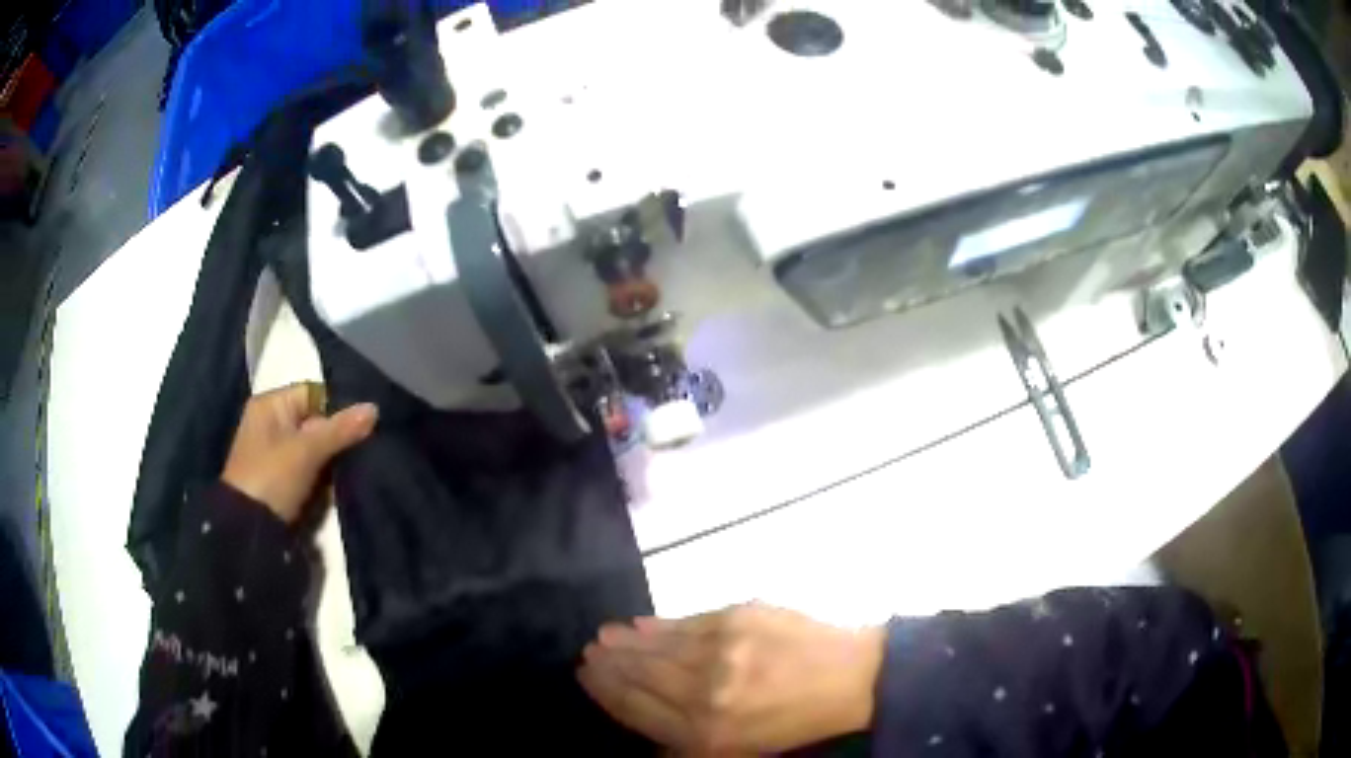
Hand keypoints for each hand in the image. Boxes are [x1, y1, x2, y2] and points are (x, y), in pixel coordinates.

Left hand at [221, 383, 377, 523]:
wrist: (250, 529)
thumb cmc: (272, 478)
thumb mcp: (306, 451)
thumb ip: (340, 429)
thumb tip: (374, 408)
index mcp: (270, 405)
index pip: (313, 394)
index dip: (338, 407)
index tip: (364, 424)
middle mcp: (272, 423)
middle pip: (316, 421)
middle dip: (339, 436)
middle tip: (366, 447)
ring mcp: (277, 453)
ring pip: (316, 447)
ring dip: (334, 458)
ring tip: (360, 465)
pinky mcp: (284, 479)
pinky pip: (311, 468)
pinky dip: (325, 474)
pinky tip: (343, 481)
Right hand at [578, 603, 884, 753]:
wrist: (850, 678)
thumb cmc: (793, 723)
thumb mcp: (739, 754)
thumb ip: (687, 748)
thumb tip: (646, 740)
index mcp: (703, 733)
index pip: (636, 708)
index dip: (606, 692)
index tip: (585, 676)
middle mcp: (703, 693)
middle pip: (639, 675)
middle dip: (608, 664)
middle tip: (587, 653)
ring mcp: (720, 651)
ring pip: (656, 647)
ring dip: (625, 643)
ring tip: (602, 637)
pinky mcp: (737, 618)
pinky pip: (684, 623)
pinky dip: (657, 625)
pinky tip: (639, 624)